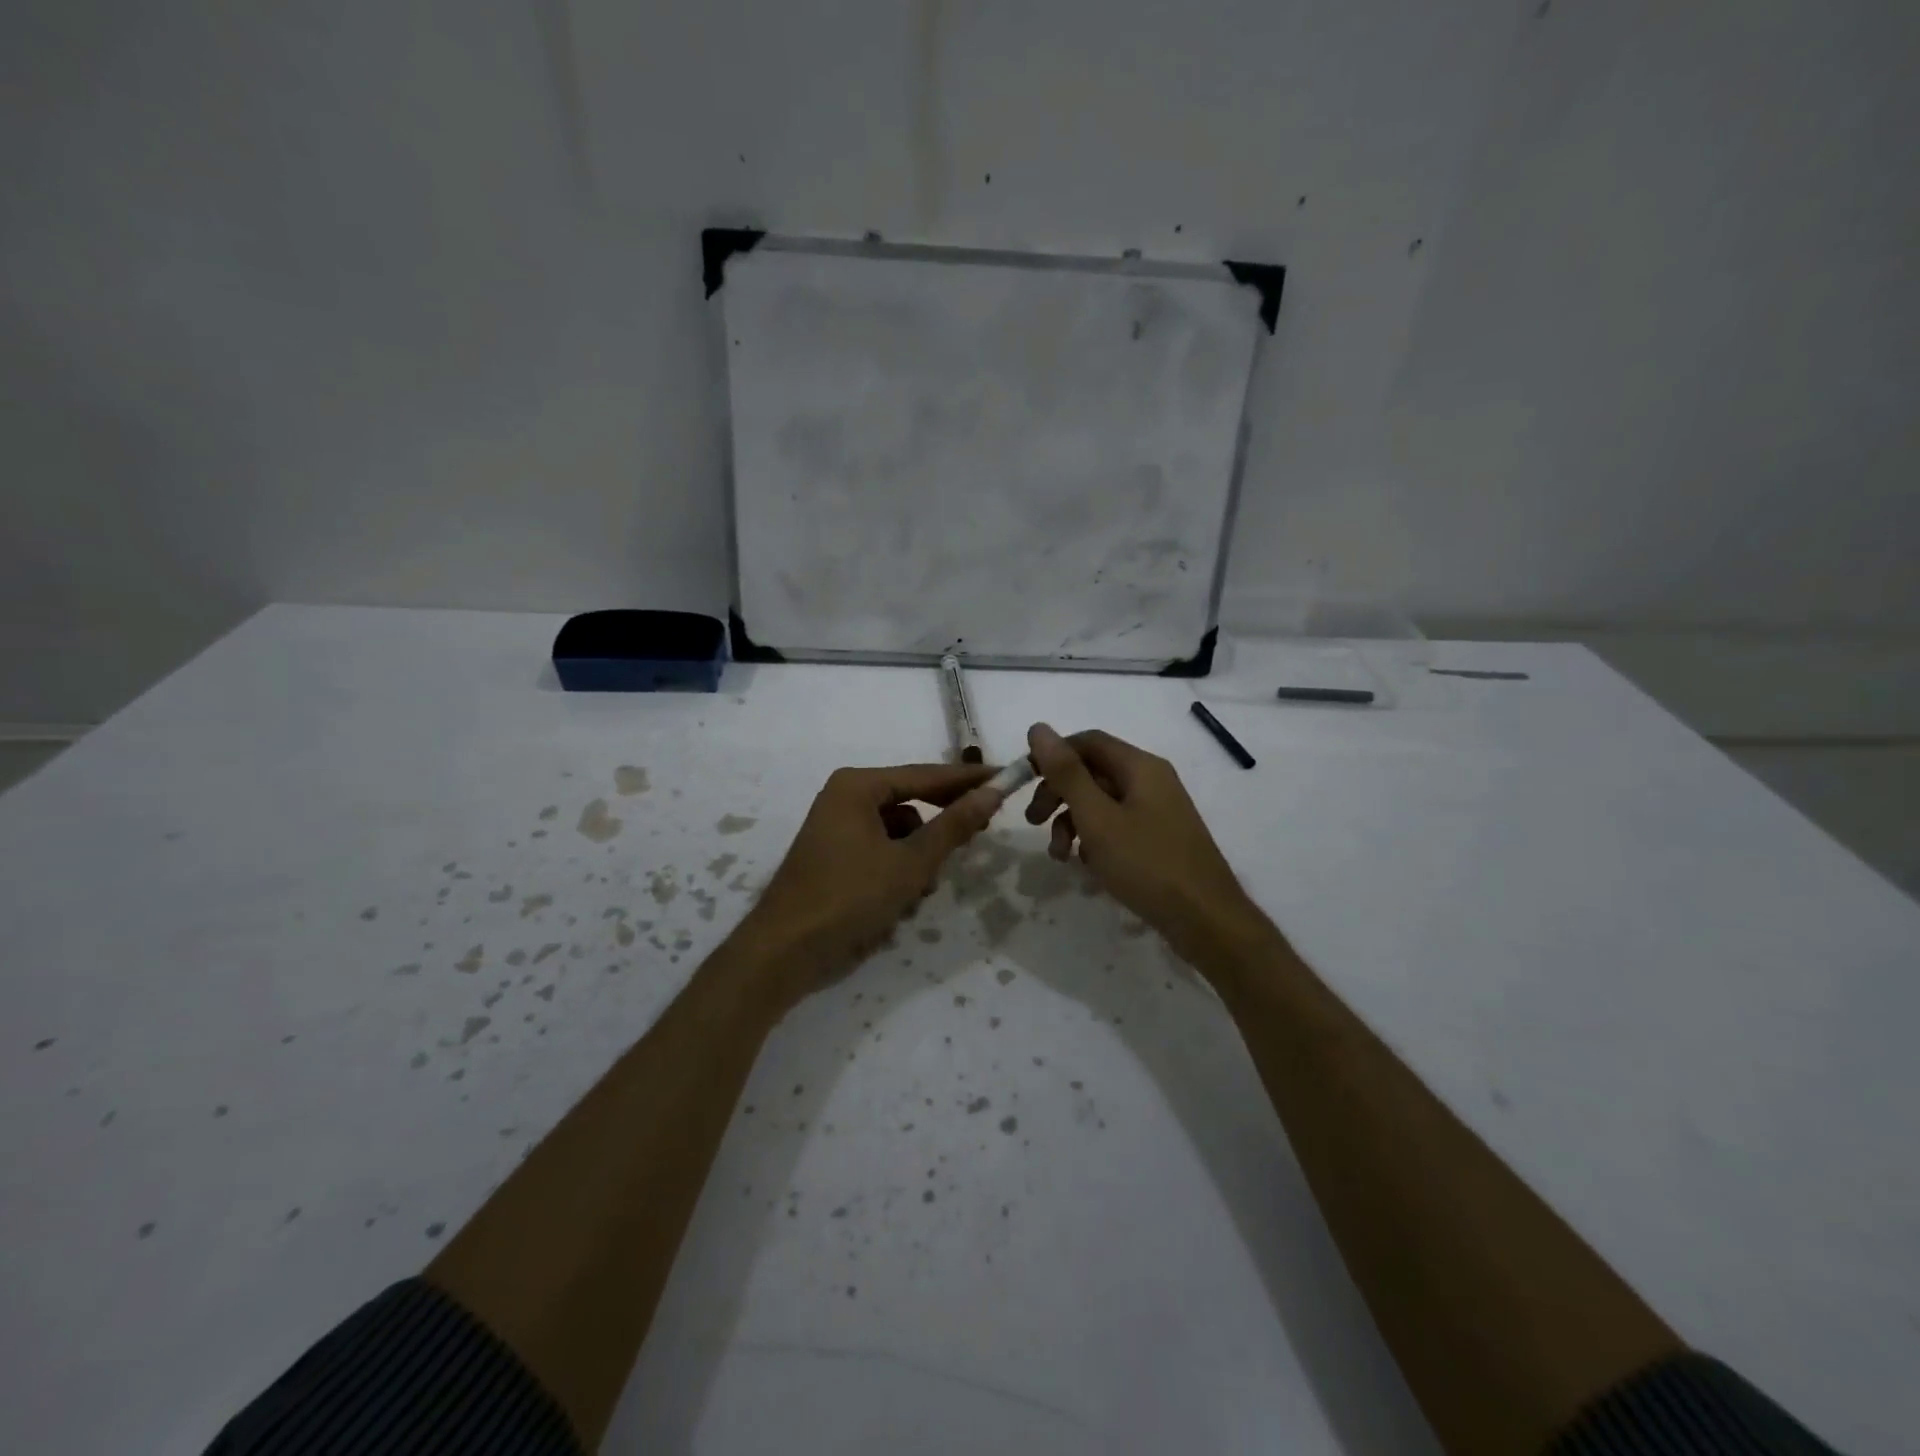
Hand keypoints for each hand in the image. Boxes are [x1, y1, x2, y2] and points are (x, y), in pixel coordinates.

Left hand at [733, 763, 1001, 1006]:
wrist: (785, 951)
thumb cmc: (850, 897)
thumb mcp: (911, 862)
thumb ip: (954, 826)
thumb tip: (992, 792)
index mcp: (858, 786)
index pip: (925, 775)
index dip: (967, 779)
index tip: (1005, 778)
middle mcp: (844, 797)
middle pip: (910, 802)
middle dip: (941, 825)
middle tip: (983, 830)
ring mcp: (837, 828)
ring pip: (898, 832)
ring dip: (918, 857)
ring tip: (924, 888)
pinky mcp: (834, 856)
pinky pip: (880, 851)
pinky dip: (897, 870)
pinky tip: (903, 901)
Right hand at [1024, 723, 1267, 960]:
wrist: (1206, 921)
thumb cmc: (1147, 864)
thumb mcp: (1097, 818)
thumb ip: (1066, 773)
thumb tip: (1038, 728)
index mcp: (1140, 766)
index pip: (1087, 741)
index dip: (1052, 756)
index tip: (1023, 782)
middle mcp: (1151, 780)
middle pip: (1092, 772)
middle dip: (1058, 793)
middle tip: (1033, 822)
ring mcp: (1158, 810)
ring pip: (1102, 802)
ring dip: (1073, 821)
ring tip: (1060, 856)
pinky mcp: (1159, 837)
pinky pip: (1117, 825)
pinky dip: (1095, 838)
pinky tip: (1088, 865)